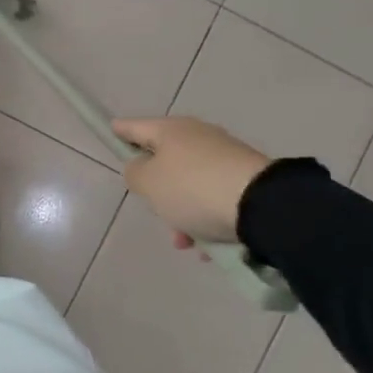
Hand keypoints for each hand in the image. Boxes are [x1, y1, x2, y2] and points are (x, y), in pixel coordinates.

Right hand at [112, 116, 269, 247]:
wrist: (260, 204)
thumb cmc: (192, 188)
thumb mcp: (149, 183)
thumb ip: (135, 173)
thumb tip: (142, 168)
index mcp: (171, 130)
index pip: (137, 127)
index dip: (121, 131)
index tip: (111, 129)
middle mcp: (198, 136)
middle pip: (166, 159)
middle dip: (157, 189)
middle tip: (152, 210)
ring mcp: (225, 156)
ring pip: (190, 184)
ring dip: (182, 212)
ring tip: (184, 241)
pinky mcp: (245, 179)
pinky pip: (214, 199)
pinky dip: (205, 219)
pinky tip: (207, 246)